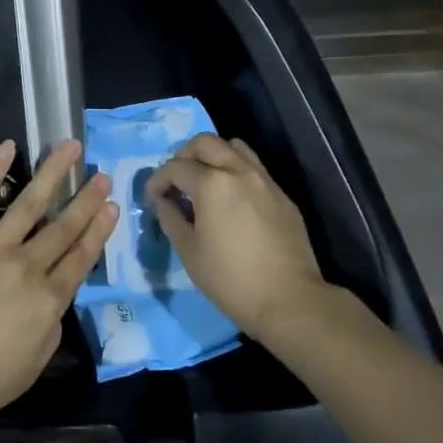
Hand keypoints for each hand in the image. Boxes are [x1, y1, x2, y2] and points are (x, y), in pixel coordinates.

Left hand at [0, 139, 116, 437]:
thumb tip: (55, 296)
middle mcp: (27, 267)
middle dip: (86, 199)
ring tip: (71, 146)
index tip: (112, 206)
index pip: (81, 258)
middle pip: (63, 227)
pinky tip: (8, 147)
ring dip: (53, 173)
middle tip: (102, 174)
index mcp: (47, 301)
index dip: (99, 231)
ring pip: (30, 203)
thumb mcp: (32, 367)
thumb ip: (51, 326)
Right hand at [146, 134, 327, 342]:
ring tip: (205, 182)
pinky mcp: (282, 195)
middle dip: (184, 156)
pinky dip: (236, 171)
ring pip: (234, 147)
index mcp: (212, 183)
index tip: (152, 198)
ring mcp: (264, 180)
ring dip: (214, 156)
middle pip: (205, 142)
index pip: (175, 167)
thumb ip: (170, 218)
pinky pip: (254, 168)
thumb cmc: (231, 278)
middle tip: (177, 181)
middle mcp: (239, 170)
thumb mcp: (189, 251)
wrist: (289, 300)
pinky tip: (232, 200)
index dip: (157, 180)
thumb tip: (162, 201)